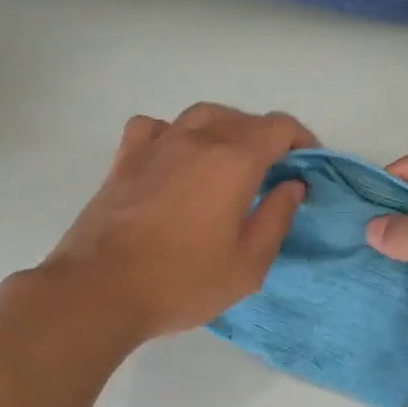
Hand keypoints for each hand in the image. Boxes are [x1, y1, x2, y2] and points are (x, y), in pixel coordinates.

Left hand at [39, 103, 315, 341]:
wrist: (99, 291)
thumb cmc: (182, 282)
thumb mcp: (248, 265)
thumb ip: (276, 218)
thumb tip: (291, 185)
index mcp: (233, 162)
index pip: (278, 128)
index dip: (301, 140)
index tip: (308, 165)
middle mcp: (196, 140)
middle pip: (242, 118)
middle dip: (267, 138)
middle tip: (275, 172)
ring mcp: (156, 146)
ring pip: (201, 115)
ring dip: (226, 129)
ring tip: (231, 160)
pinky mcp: (124, 160)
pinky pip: (156, 127)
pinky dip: (176, 132)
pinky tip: (177, 157)